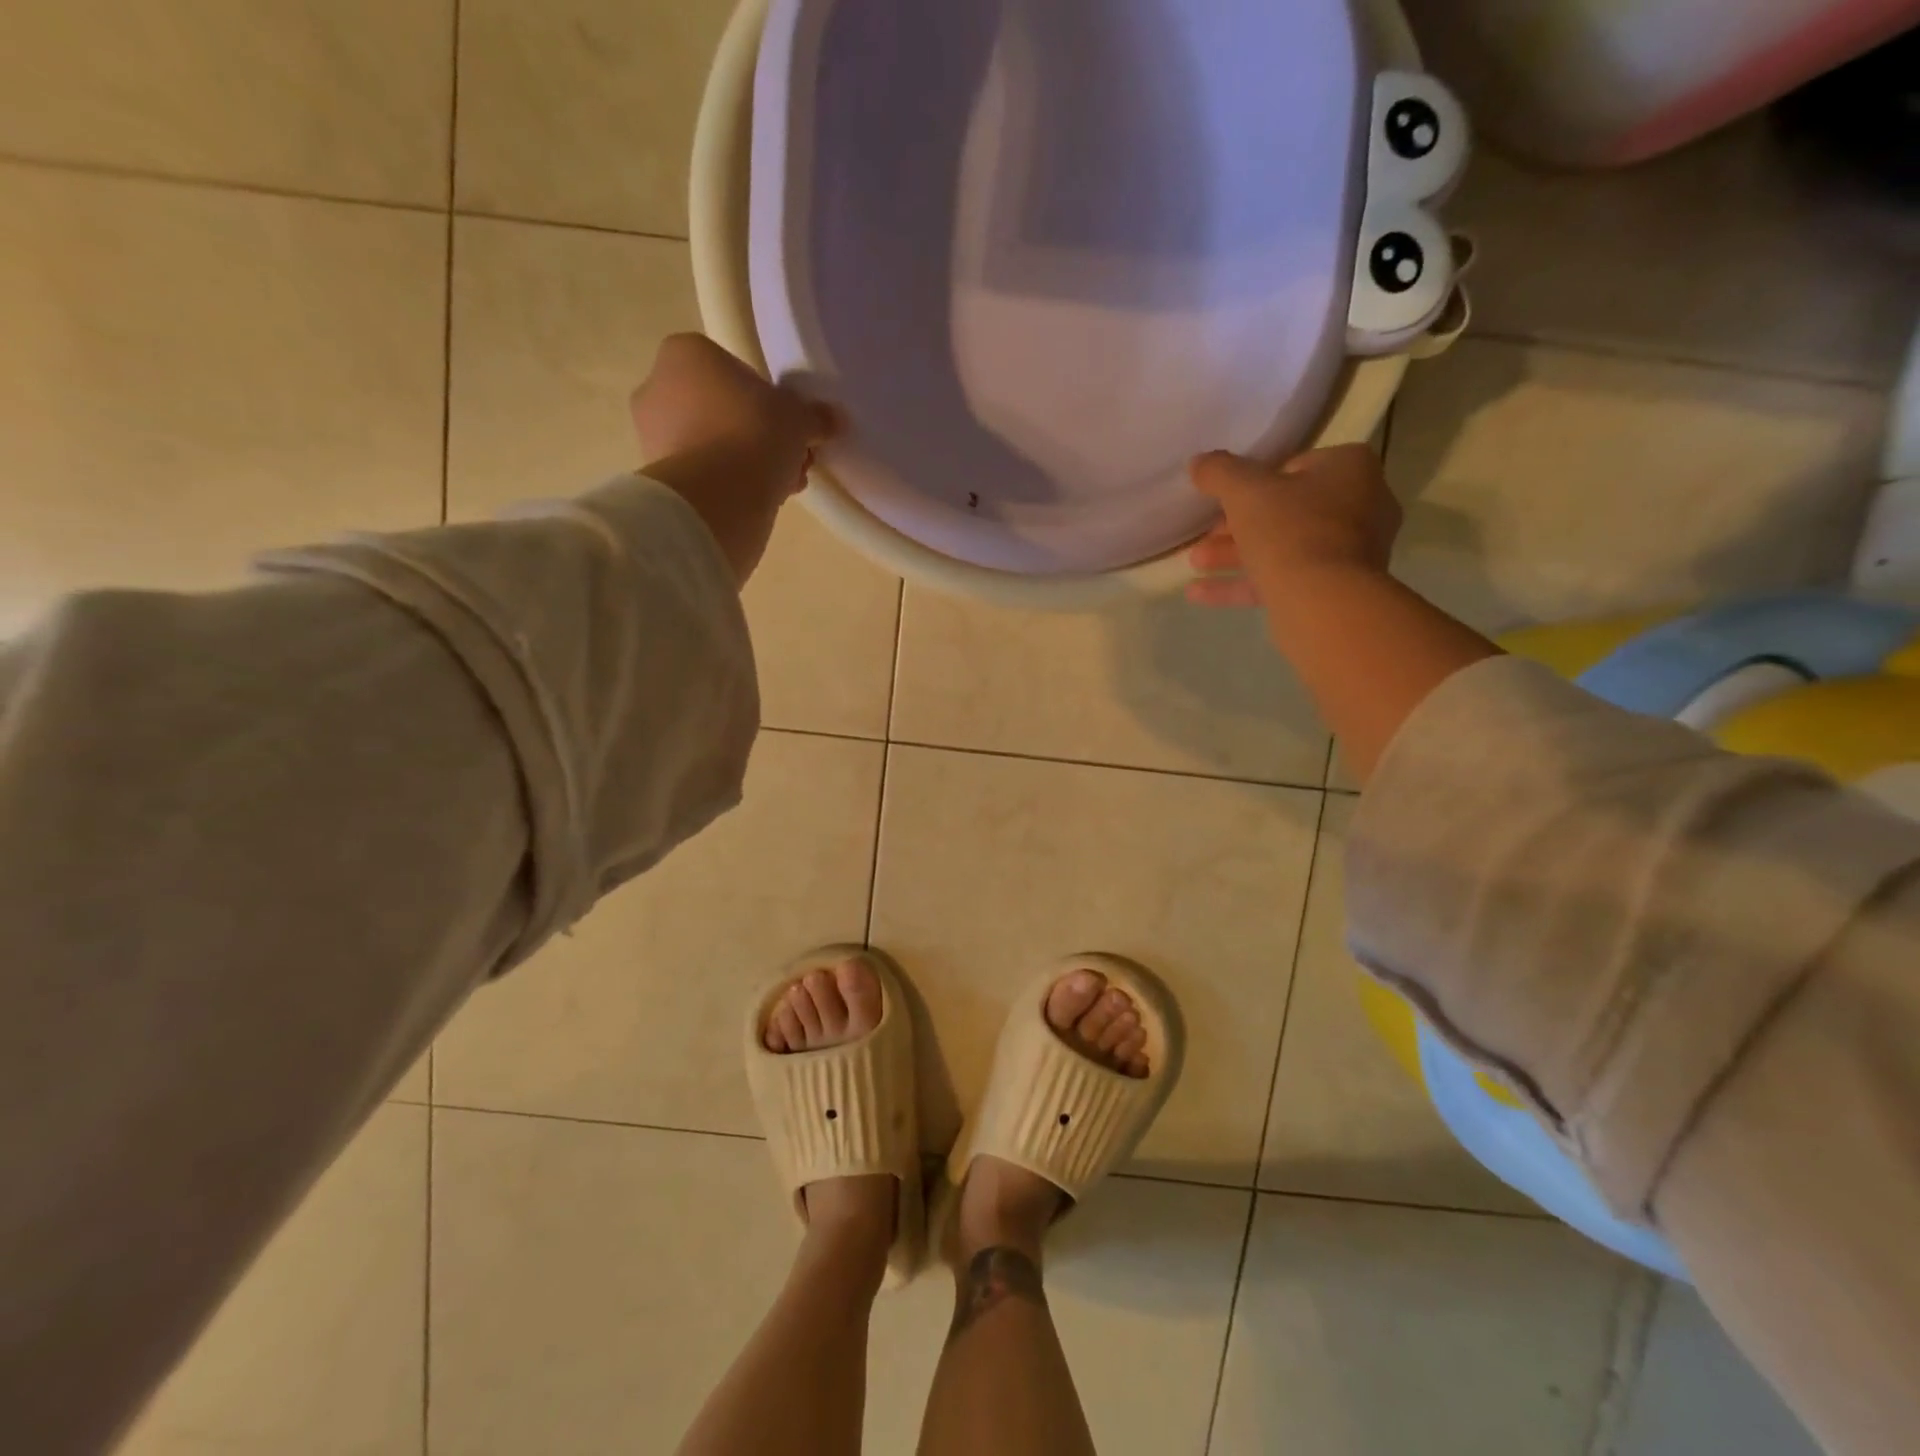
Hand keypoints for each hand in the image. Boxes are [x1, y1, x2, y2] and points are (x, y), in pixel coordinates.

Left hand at [631, 333, 838, 583]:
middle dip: (758, 435)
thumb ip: (814, 416)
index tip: (786, 425)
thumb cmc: (754, 434)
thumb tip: (831, 419)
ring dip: (747, 463)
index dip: (766, 400)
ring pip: (713, 444)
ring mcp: (651, 434)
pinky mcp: (659, 477)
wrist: (717, 497)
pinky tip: (759, 501)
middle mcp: (657, 386)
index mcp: (685, 353)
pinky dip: (728, 485)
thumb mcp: (798, 419)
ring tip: (781, 485)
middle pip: (721, 409)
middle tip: (790, 459)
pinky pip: (703, 474)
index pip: (732, 370)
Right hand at [1184, 444, 1402, 610]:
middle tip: (1204, 536)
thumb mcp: (1245, 492)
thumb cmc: (1290, 530)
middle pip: (1286, 511)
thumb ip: (1220, 472)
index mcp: (1350, 469)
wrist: (1323, 601)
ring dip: (1234, 555)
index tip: (1224, 500)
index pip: (1295, 466)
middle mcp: (1360, 506)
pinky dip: (1242, 584)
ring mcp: (1349, 553)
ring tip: (1195, 563)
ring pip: (1282, 548)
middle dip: (1237, 526)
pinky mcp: (1333, 590)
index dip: (1254, 483)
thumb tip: (1198, 462)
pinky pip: (1282, 580)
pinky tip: (1198, 593)